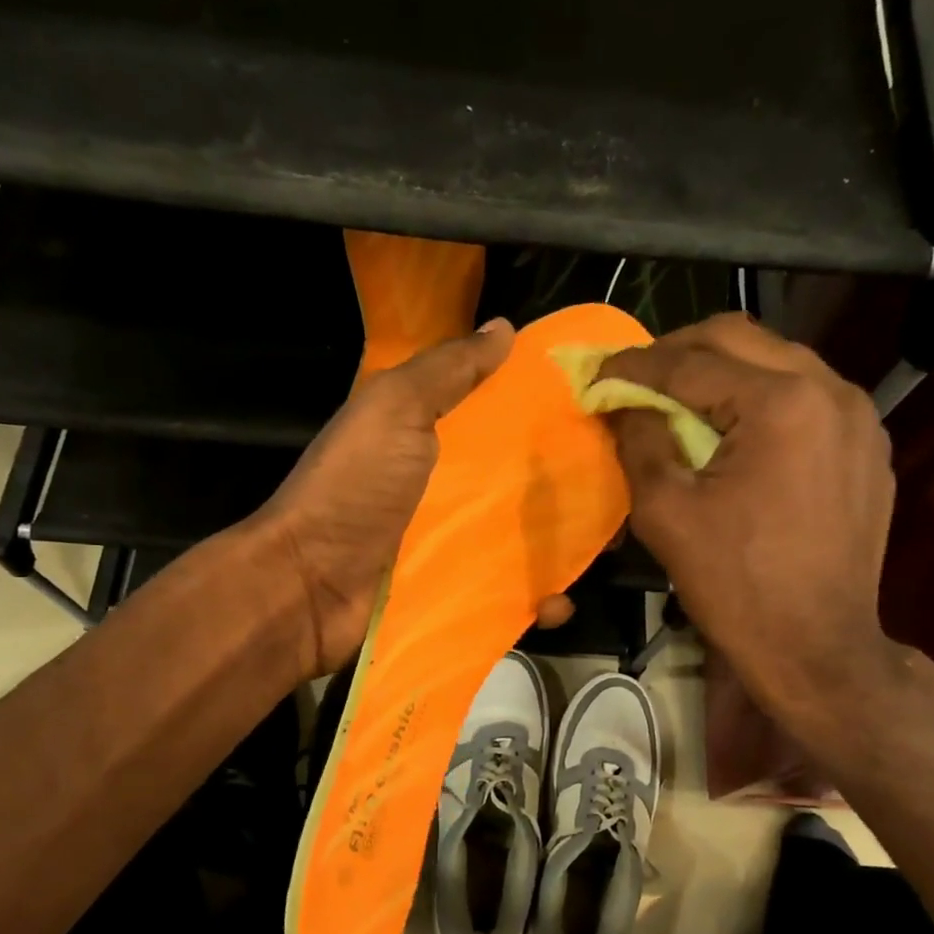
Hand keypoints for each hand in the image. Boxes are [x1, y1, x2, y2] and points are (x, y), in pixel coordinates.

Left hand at [255, 320, 576, 679]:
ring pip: (530, 542)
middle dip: (576, 488)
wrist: (308, 587)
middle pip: (529, 485)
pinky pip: (512, 598)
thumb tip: (504, 329)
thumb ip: (446, 371)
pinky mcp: (462, 598)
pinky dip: (541, 603)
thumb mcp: (393, 409)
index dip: (556, 417)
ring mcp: (459, 549)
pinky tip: (558, 604)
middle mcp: (455, 493)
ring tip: (607, 549)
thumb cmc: (353, 489)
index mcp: (442, 442)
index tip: (608, 415)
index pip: (511, 422)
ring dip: (568, 549)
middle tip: (624, 491)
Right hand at [599, 314, 903, 744]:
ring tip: (679, 400)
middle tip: (635, 378)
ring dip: (721, 371)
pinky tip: (734, 430)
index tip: (596, 372)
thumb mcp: (666, 513)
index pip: (692, 360)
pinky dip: (760, 399)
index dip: (634, 364)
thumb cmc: (736, 586)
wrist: (816, 649)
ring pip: (777, 361)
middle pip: (741, 338)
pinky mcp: (867, 446)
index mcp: (781, 403)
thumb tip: (622, 403)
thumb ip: (639, 441)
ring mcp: (859, 417)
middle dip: (678, 352)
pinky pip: (806, 397)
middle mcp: (831, 390)